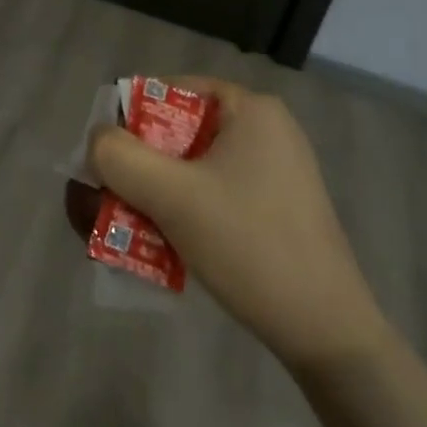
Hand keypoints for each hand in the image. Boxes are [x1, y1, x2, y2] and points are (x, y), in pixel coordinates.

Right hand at [89, 76, 388, 373]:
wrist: (329, 336)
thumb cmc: (250, 247)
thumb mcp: (173, 196)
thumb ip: (119, 157)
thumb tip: (97, 140)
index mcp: (248, 108)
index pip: (166, 91)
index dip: (126, 122)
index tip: (106, 165)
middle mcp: (263, 127)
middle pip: (175, 131)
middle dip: (135, 168)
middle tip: (107, 204)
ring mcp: (273, 168)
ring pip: (190, 166)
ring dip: (152, 194)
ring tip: (125, 231)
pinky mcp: (275, 205)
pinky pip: (212, 191)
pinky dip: (181, 210)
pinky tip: (162, 246)